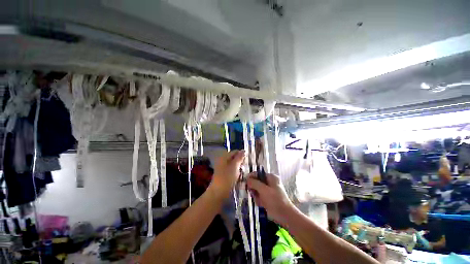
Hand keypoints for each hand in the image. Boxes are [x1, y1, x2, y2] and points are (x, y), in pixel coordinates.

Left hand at [210, 150, 244, 198]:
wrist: (218, 193)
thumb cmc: (227, 178)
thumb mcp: (235, 166)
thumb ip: (239, 158)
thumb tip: (243, 150)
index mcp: (224, 157)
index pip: (235, 152)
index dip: (242, 154)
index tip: (247, 160)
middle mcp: (222, 160)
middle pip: (234, 158)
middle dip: (240, 161)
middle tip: (245, 167)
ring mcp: (222, 168)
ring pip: (233, 164)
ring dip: (238, 167)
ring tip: (243, 172)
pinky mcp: (223, 174)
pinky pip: (231, 170)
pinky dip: (236, 172)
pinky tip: (239, 176)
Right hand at [247, 173, 293, 225]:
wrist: (285, 216)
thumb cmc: (275, 200)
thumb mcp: (264, 190)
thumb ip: (254, 183)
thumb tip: (247, 179)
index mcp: (271, 177)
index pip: (258, 174)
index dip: (251, 177)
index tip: (245, 182)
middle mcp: (269, 182)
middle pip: (256, 182)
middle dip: (254, 188)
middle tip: (252, 193)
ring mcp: (268, 190)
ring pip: (256, 190)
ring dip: (256, 195)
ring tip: (260, 201)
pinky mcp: (268, 198)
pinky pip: (259, 196)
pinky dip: (259, 200)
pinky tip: (262, 204)